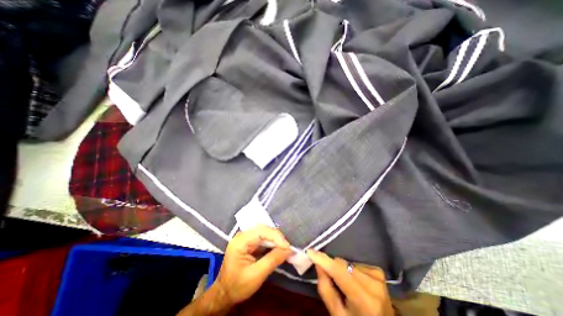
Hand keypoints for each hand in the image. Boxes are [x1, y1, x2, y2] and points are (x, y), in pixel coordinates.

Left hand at [177, 225, 292, 314]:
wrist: (224, 294)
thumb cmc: (237, 286)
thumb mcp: (256, 275)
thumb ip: (273, 260)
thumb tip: (289, 250)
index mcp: (240, 241)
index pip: (261, 231)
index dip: (276, 236)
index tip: (288, 247)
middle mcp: (242, 235)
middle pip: (263, 229)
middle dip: (277, 237)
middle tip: (287, 247)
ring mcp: (245, 237)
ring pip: (264, 232)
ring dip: (275, 239)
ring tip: (284, 248)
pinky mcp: (249, 241)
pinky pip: (263, 237)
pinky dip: (271, 242)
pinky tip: (277, 248)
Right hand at [307, 250, 391, 314]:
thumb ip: (326, 289)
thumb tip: (318, 264)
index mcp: (364, 301)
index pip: (339, 272)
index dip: (323, 260)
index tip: (310, 252)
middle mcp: (373, 285)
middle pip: (342, 265)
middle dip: (332, 268)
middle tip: (332, 282)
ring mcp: (378, 276)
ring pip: (347, 263)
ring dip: (342, 270)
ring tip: (346, 286)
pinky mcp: (379, 271)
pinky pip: (355, 264)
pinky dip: (351, 270)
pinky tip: (355, 283)